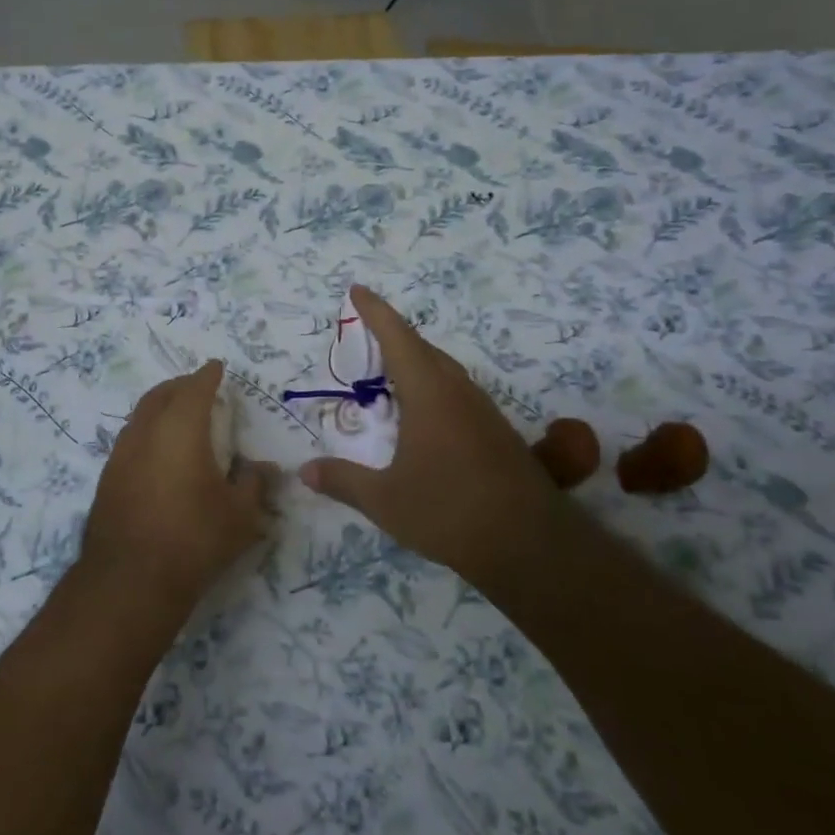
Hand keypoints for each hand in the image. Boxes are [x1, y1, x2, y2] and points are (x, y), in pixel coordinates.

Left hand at [81, 361, 273, 613]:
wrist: (129, 580)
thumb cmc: (193, 539)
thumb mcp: (240, 515)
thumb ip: (254, 484)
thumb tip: (264, 468)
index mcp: (181, 428)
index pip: (195, 388)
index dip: (208, 375)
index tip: (217, 367)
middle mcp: (146, 431)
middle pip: (161, 394)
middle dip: (181, 385)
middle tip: (197, 387)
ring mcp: (121, 454)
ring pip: (141, 415)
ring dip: (160, 407)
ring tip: (177, 416)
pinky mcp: (107, 478)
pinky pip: (130, 439)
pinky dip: (147, 432)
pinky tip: (157, 452)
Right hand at [300, 286, 567, 584]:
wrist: (530, 545)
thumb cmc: (448, 511)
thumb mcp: (385, 500)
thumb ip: (343, 481)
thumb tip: (304, 470)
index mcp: (428, 394)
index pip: (398, 338)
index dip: (376, 312)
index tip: (358, 290)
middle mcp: (458, 392)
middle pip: (424, 350)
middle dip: (394, 336)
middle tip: (367, 335)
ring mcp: (483, 412)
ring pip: (445, 372)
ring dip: (417, 363)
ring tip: (391, 374)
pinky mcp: (498, 434)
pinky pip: (459, 394)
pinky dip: (434, 389)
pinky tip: (425, 417)